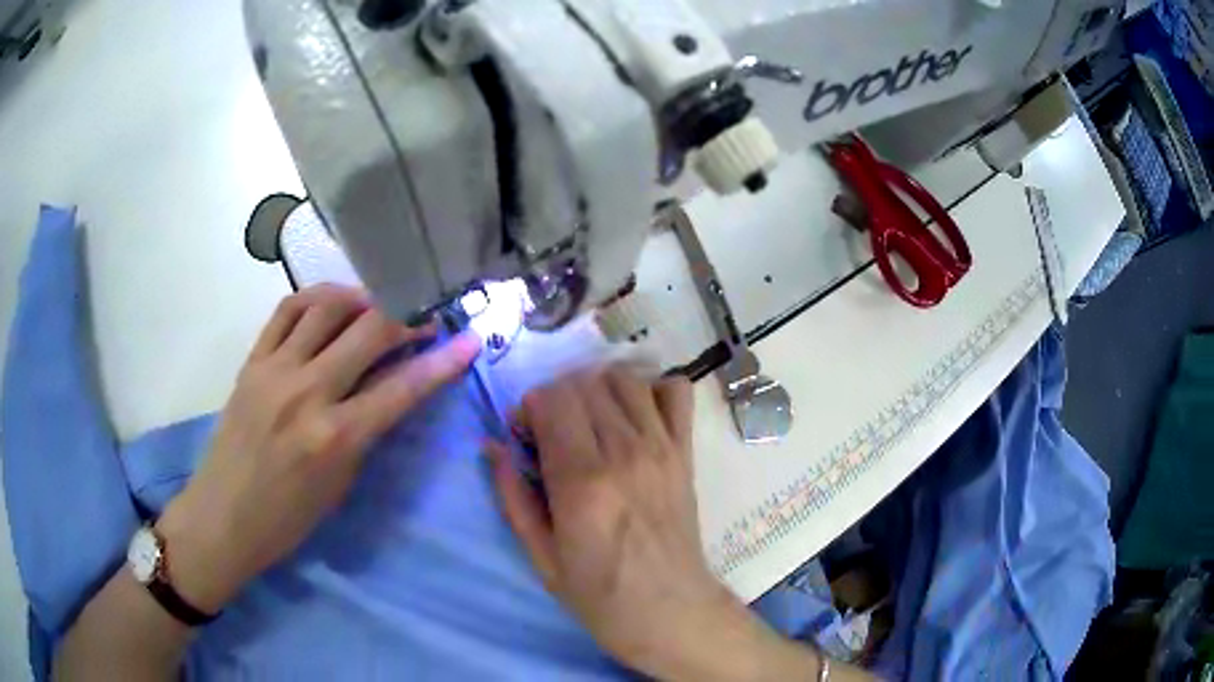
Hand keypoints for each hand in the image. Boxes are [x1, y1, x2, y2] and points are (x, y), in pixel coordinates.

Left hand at [156, 284, 480, 613]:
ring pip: (326, 307)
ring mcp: (274, 370)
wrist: (223, 517)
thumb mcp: (339, 487)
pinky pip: (286, 311)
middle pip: (368, 331)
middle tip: (423, 320)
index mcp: (335, 437)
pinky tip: (331, 305)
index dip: (442, 362)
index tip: (469, 340)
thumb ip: (365, 432)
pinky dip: (316, 299)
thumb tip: (388, 389)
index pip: (401, 388)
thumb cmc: (287, 520)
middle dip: (406, 319)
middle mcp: (306, 393)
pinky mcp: (252, 361)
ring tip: (377, 307)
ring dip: (362, 299)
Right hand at [484, 368, 746, 676]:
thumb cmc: (598, 594)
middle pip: (582, 383)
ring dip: (597, 389)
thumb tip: (490, 445)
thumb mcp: (540, 556)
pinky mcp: (686, 452)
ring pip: (624, 378)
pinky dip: (653, 390)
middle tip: (553, 432)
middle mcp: (623, 452)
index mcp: (582, 482)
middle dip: (557, 397)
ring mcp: (661, 447)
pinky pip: (676, 391)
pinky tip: (636, 416)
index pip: (551, 399)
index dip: (529, 408)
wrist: (669, 609)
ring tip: (590, 421)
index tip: (526, 435)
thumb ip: (512, 496)